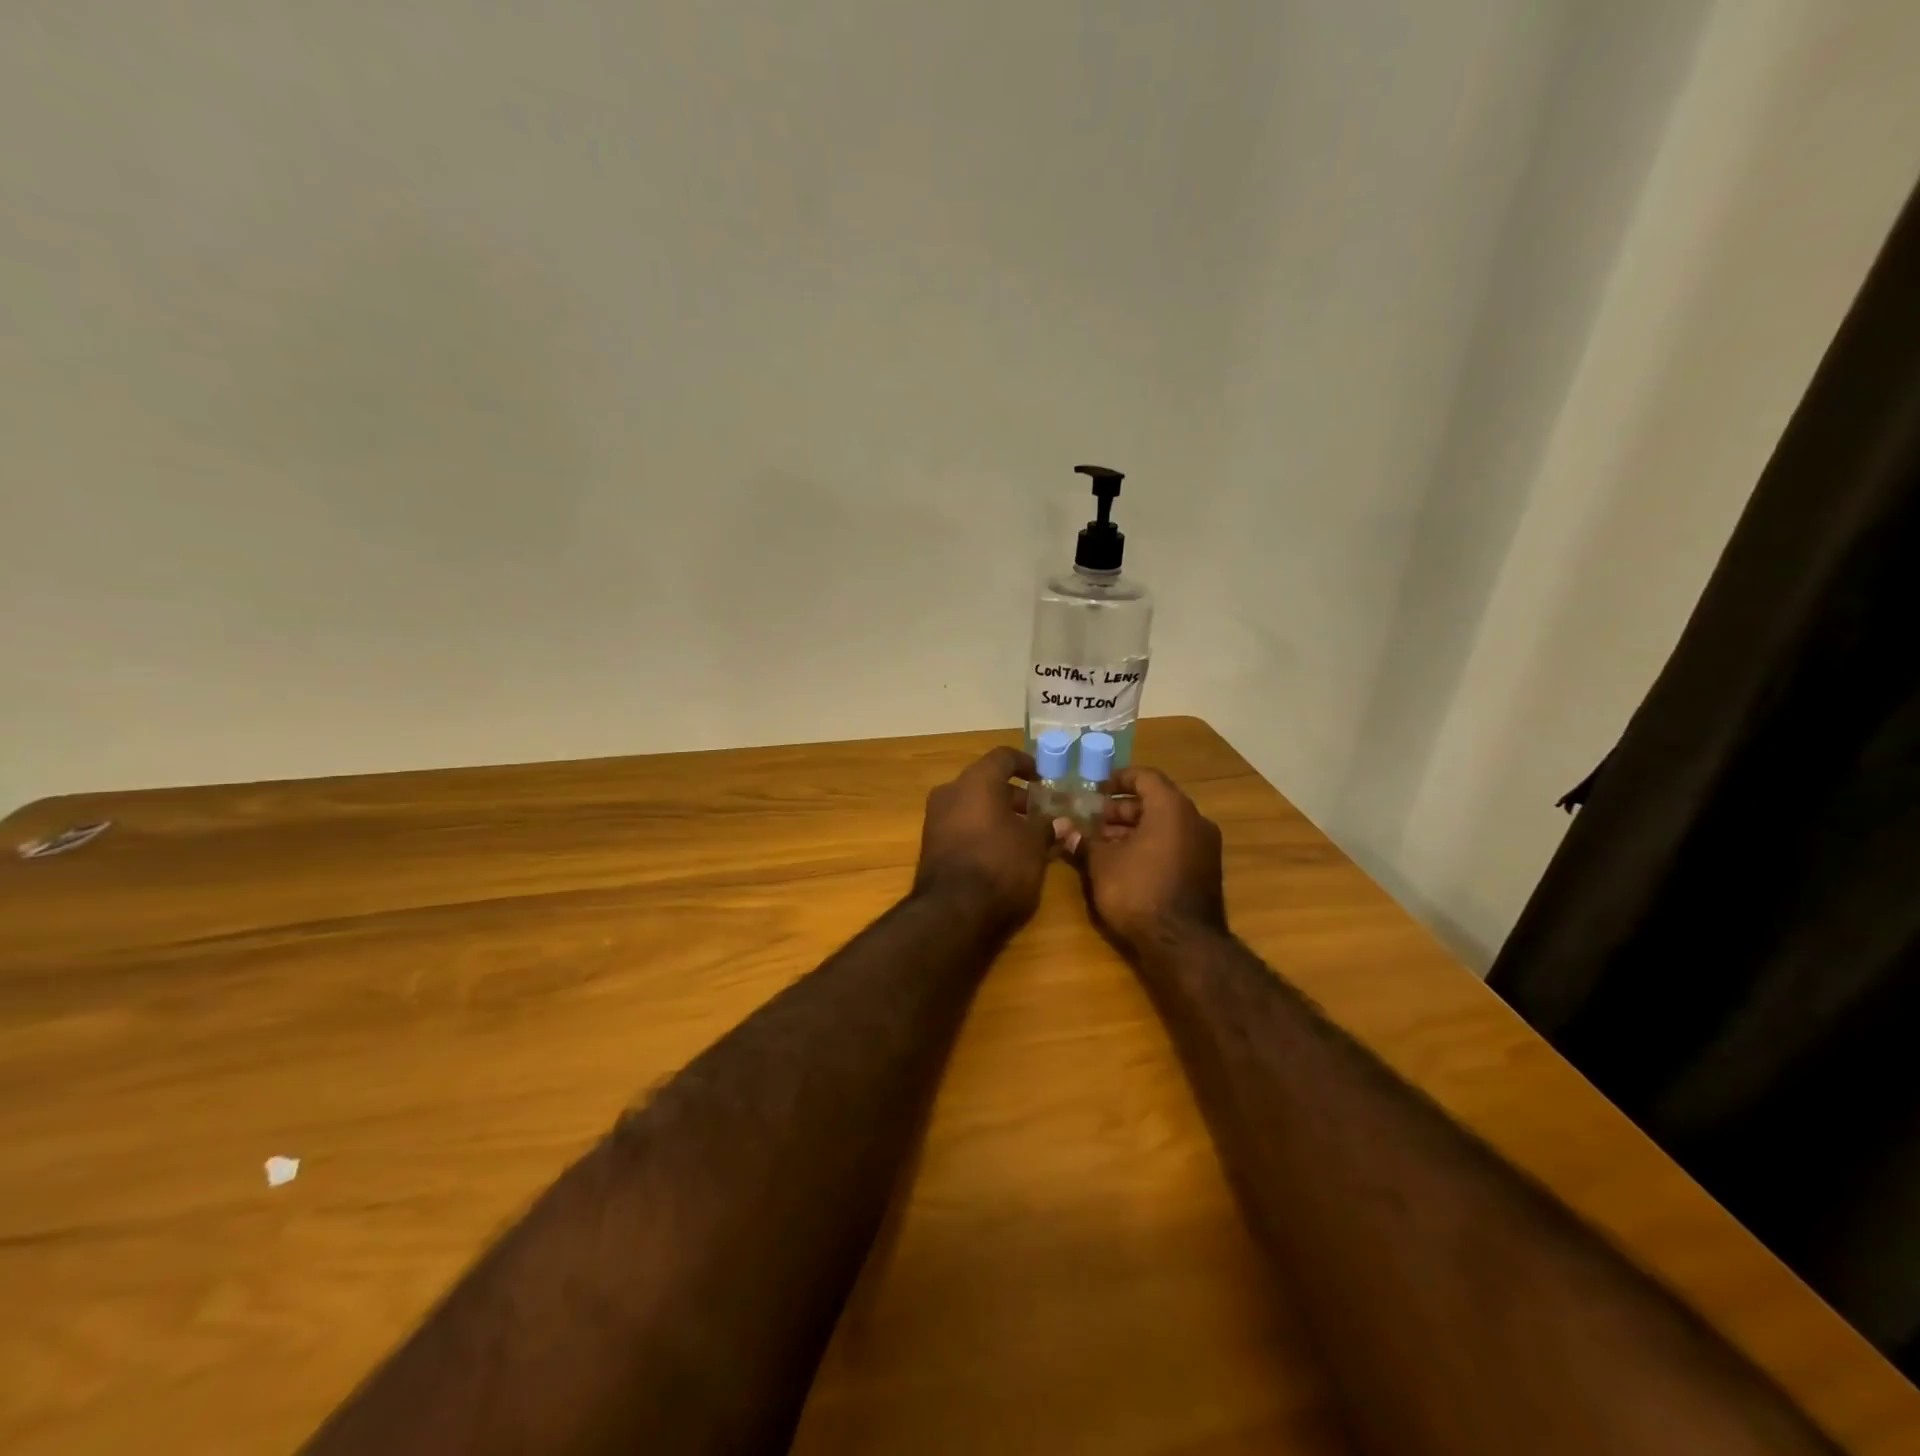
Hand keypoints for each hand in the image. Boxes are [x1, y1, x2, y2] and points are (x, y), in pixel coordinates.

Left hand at [913, 746, 1054, 930]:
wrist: (952, 912)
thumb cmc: (1000, 865)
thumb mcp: (1034, 844)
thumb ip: (1046, 826)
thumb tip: (1059, 822)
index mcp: (976, 781)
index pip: (1003, 757)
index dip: (1027, 764)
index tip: (1044, 779)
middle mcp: (951, 792)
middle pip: (987, 782)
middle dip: (1015, 796)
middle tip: (1040, 812)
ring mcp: (936, 819)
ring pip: (974, 806)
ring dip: (1000, 815)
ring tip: (1027, 836)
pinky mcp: (932, 845)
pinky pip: (963, 826)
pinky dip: (983, 830)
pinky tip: (1005, 852)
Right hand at [1064, 766, 1226, 951]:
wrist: (1182, 944)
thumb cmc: (1138, 891)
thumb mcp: (1101, 863)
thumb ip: (1082, 841)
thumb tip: (1062, 827)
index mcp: (1172, 807)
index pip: (1145, 777)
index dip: (1118, 780)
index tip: (1095, 790)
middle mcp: (1194, 820)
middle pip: (1155, 802)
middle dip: (1121, 810)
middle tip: (1092, 820)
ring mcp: (1204, 847)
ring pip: (1164, 826)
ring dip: (1133, 830)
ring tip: (1102, 844)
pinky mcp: (1205, 871)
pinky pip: (1174, 845)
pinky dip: (1150, 846)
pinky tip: (1124, 863)